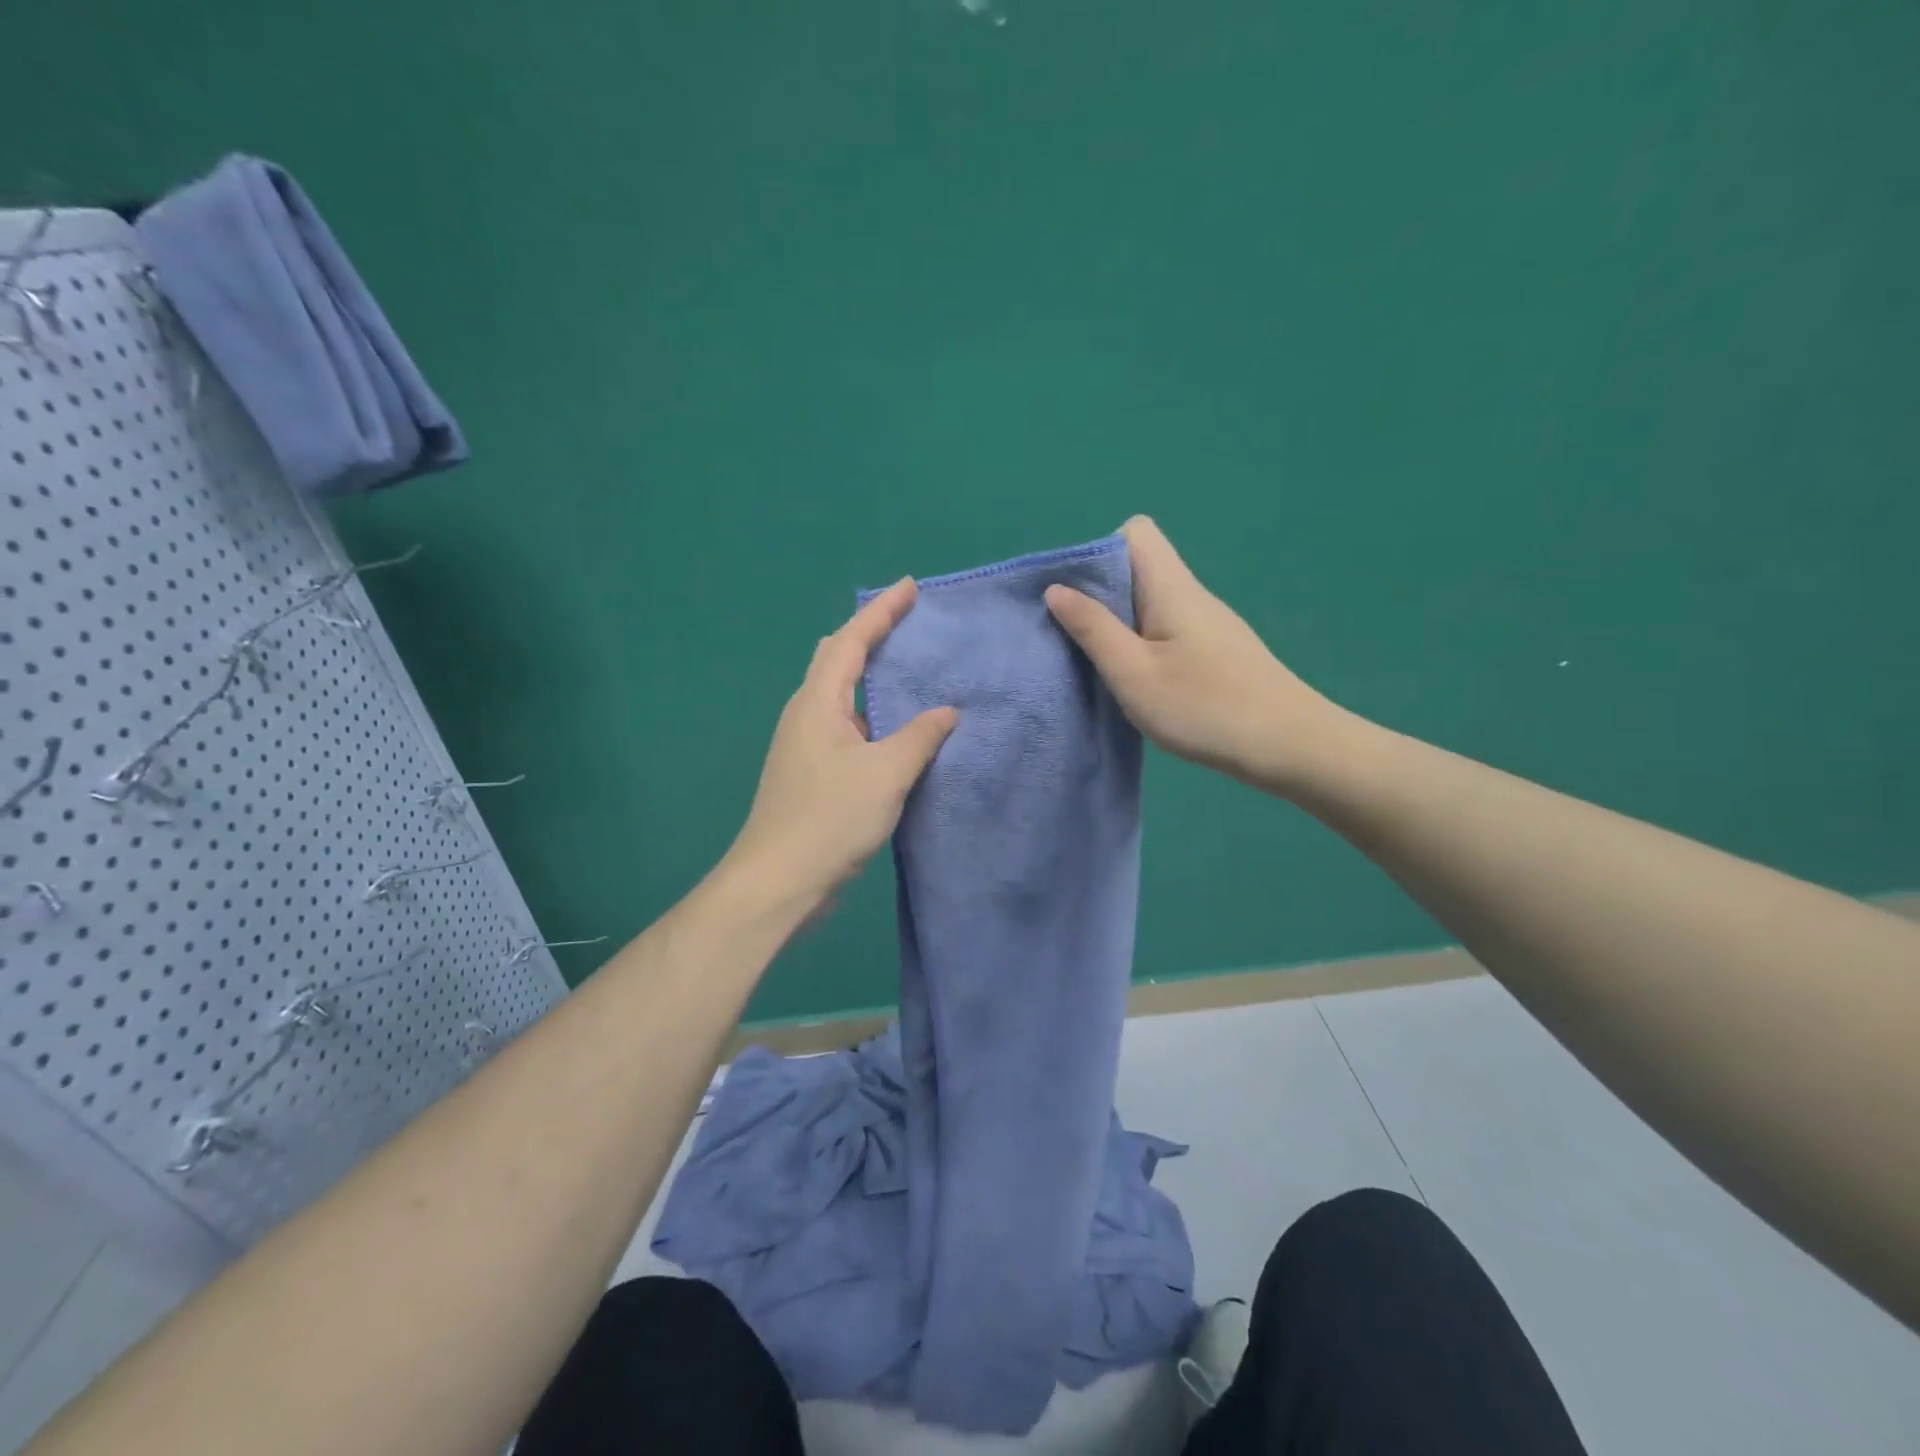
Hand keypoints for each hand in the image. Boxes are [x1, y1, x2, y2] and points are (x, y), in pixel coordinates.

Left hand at [729, 579, 957, 907]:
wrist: (778, 881)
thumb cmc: (829, 819)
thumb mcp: (886, 774)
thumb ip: (920, 737)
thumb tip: (947, 712)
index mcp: (819, 703)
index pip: (851, 640)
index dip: (880, 611)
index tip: (910, 587)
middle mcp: (807, 714)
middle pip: (836, 658)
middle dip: (870, 633)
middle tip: (908, 622)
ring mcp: (806, 743)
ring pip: (841, 693)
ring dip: (871, 674)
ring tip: (909, 667)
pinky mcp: (812, 771)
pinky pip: (847, 724)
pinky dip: (872, 712)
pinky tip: (897, 727)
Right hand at [1045, 516, 1334, 794]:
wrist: (1288, 746)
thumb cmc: (1204, 707)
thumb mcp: (1133, 672)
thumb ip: (1092, 629)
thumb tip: (1056, 589)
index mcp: (1171, 587)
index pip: (1135, 532)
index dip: (1099, 552)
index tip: (1076, 595)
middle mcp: (1190, 594)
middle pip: (1138, 567)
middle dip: (1098, 594)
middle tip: (1075, 636)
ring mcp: (1206, 623)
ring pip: (1149, 602)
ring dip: (1117, 624)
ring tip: (1098, 663)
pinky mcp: (1213, 650)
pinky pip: (1165, 629)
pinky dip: (1140, 644)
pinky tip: (1135, 681)